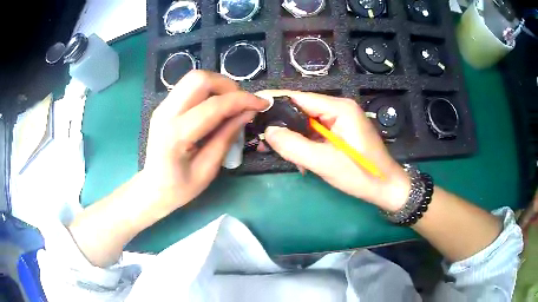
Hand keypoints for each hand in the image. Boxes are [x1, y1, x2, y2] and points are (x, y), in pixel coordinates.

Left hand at [143, 71, 268, 212]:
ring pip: (194, 78)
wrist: (152, 189)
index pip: (213, 106)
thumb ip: (227, 138)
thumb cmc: (179, 188)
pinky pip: (189, 87)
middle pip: (199, 79)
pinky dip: (209, 91)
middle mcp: (165, 113)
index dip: (242, 100)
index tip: (262, 103)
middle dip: (227, 86)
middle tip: (241, 104)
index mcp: (175, 135)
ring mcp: (162, 107)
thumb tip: (248, 112)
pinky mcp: (165, 106)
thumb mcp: (207, 170)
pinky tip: (216, 107)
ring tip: (231, 105)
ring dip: (218, 86)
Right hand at [256, 90, 409, 211]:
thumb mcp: (325, 162)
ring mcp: (341, 120)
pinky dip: (305, 145)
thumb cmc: (360, 174)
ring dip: (293, 138)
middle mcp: (339, 108)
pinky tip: (299, 160)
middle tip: (261, 138)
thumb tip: (269, 131)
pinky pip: (316, 133)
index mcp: (339, 108)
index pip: (299, 98)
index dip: (275, 101)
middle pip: (302, 110)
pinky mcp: (341, 132)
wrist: (386, 188)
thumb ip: (294, 146)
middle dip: (282, 125)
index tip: (252, 106)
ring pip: (307, 123)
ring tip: (276, 152)